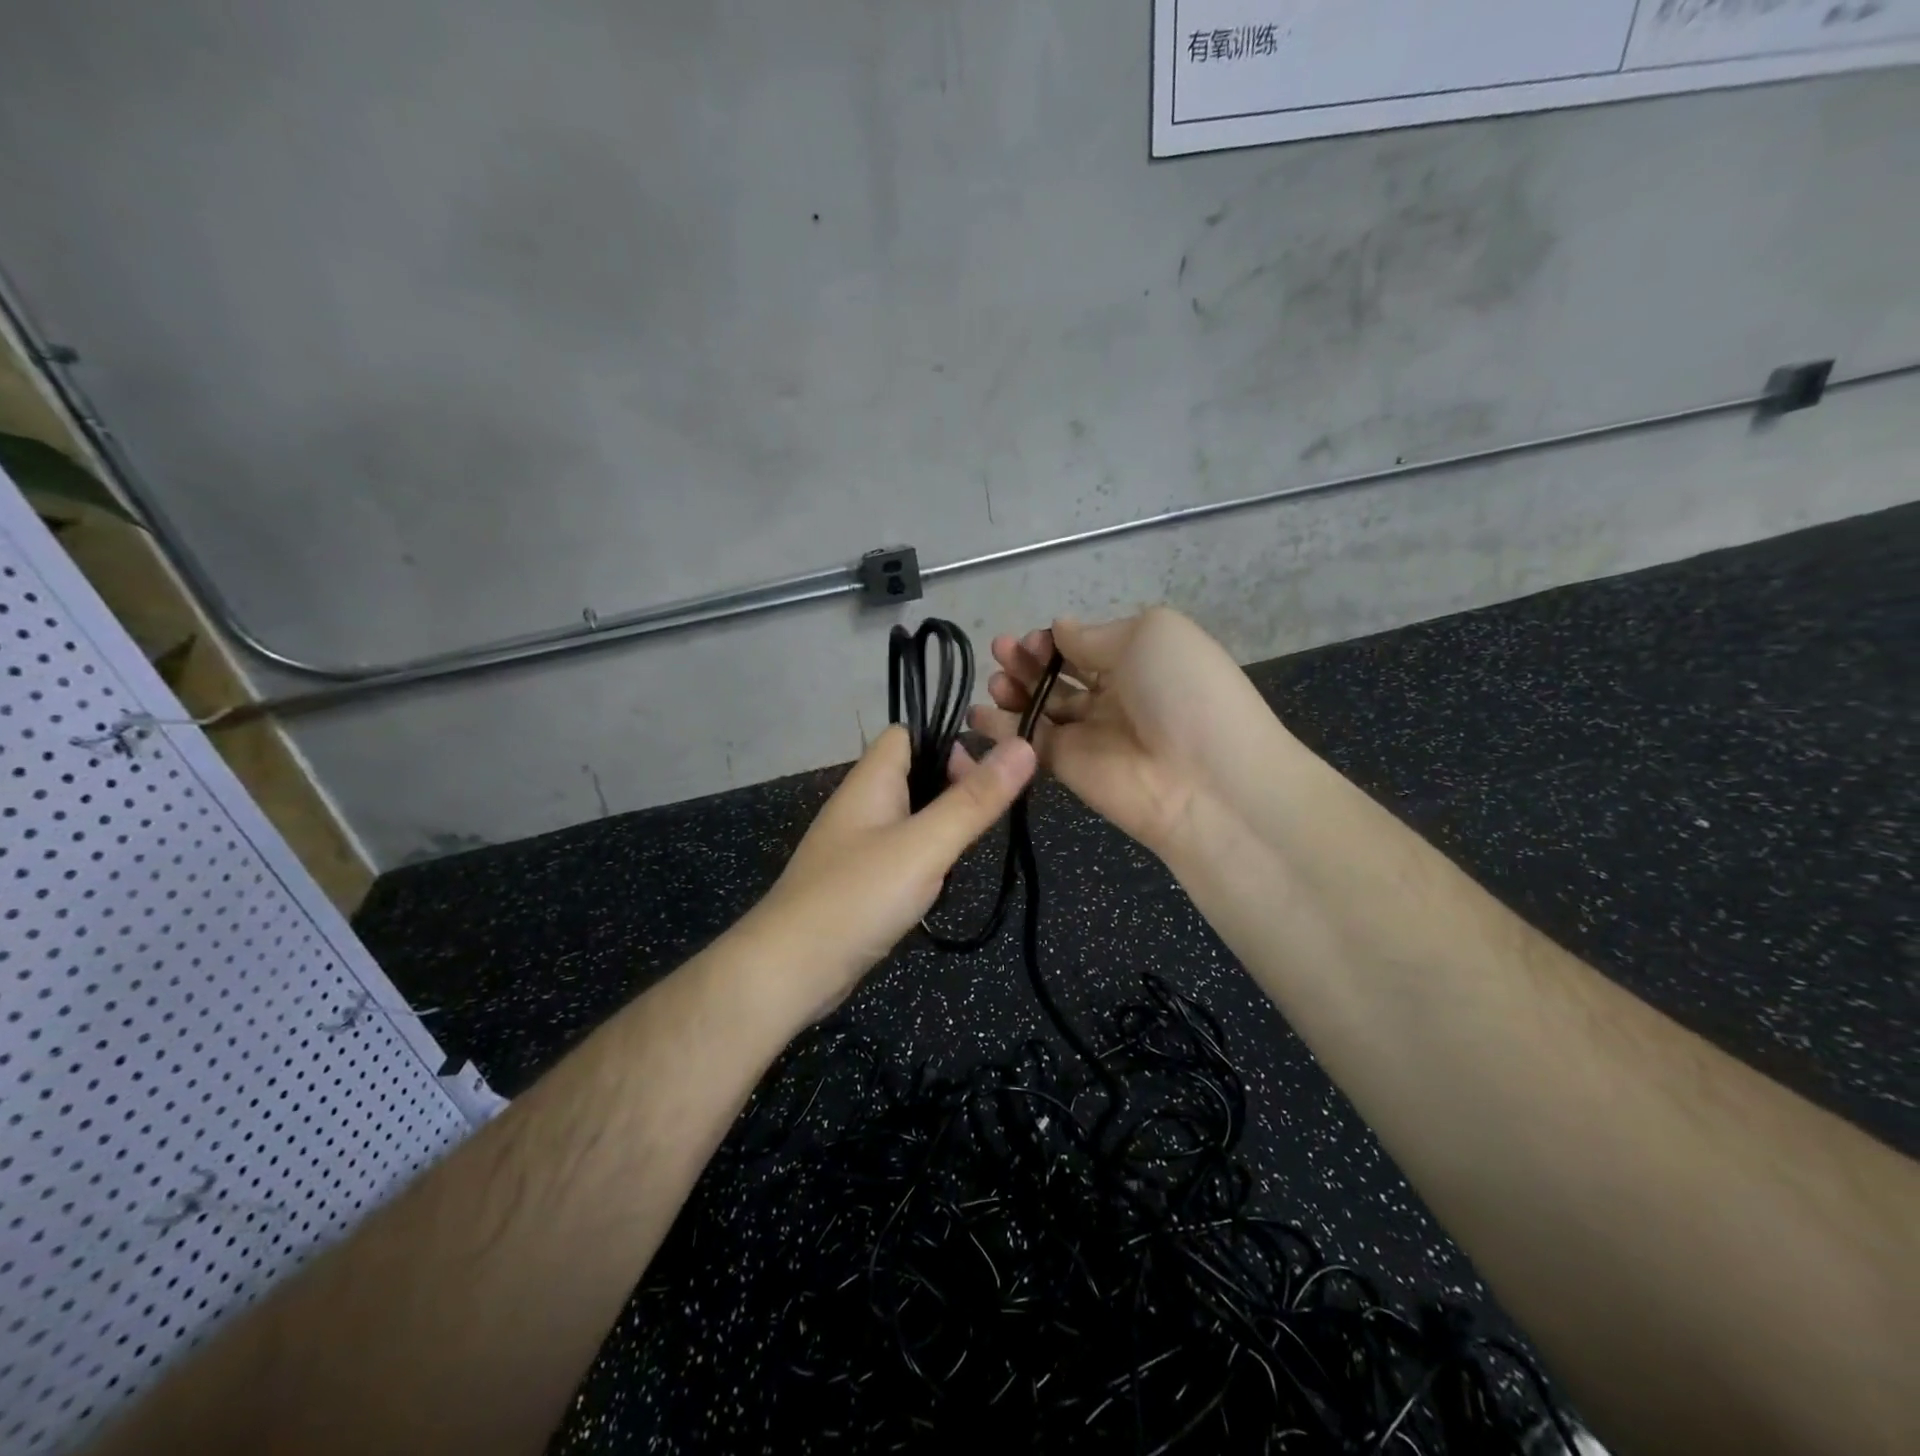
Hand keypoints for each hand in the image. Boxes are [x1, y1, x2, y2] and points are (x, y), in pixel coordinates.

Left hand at [736, 725, 1036, 1023]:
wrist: (789, 971)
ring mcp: (857, 844)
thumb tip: (1023, 745)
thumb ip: (974, 799)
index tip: (984, 777)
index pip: (908, 735)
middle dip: (954, 790)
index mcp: (871, 781)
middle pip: (915, 775)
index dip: (947, 744)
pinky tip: (937, 887)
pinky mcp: (858, 880)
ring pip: (911, 817)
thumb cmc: (858, 897)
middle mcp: (861, 804)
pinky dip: (925, 862)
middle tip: (983, 822)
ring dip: (942, 830)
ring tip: (964, 857)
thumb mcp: (925, 846)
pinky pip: (901, 854)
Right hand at [968, 607, 1287, 858]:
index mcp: (1139, 660)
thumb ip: (1094, 635)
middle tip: (1003, 652)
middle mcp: (1114, 695)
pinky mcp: (1067, 767)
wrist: (1203, 780)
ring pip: (1040, 706)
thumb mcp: (1149, 635)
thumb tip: (1059, 628)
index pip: (1085, 645)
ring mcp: (1089, 733)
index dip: (1054, 639)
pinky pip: (1028, 742)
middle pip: (1058, 674)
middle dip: (1027, 659)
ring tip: (996, 680)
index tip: (1032, 638)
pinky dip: (1000, 728)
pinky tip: (977, 714)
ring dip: (1012, 688)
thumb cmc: (1183, 691)